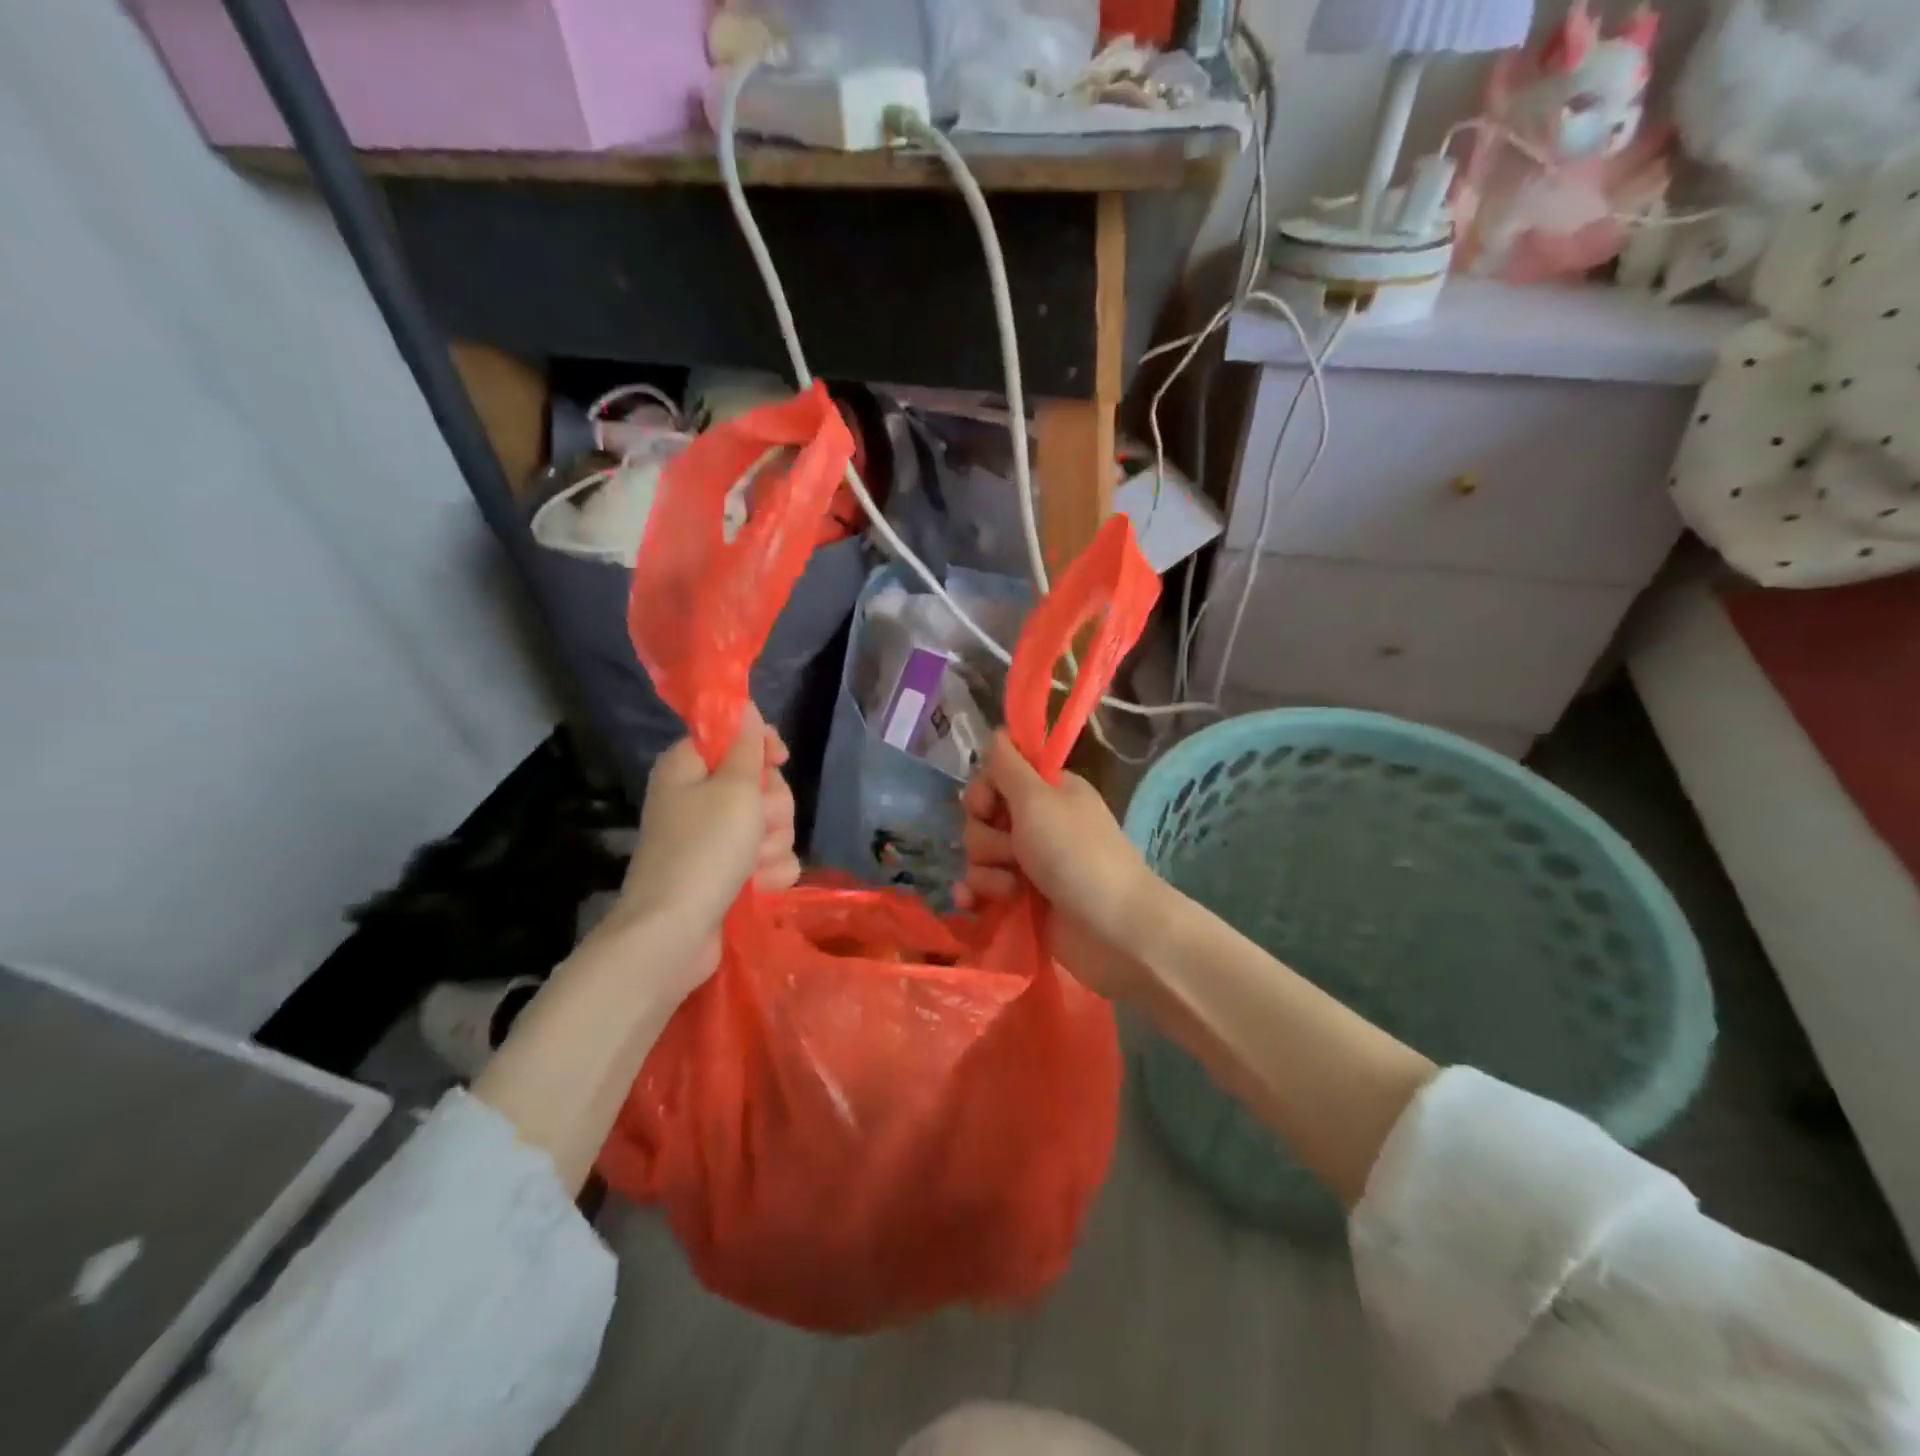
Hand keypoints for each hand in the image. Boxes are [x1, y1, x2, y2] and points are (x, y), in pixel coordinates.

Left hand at [587, 705, 799, 994]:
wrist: (675, 933)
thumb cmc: (704, 850)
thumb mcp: (733, 789)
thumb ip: (746, 747)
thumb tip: (742, 705)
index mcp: (690, 768)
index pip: (733, 737)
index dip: (760, 746)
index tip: (779, 759)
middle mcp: (701, 799)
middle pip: (761, 784)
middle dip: (772, 806)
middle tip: (758, 823)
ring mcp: (715, 840)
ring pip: (771, 824)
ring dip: (772, 844)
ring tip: (753, 864)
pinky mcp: (730, 874)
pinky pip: (768, 860)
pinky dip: (768, 873)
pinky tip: (757, 887)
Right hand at [955, 731, 1152, 1000]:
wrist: (1114, 930)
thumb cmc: (1077, 856)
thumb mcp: (1038, 800)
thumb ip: (1009, 766)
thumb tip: (997, 730)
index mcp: (1047, 791)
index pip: (995, 777)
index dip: (983, 792)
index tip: (987, 807)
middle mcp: (1038, 822)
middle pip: (982, 818)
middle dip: (986, 838)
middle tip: (1013, 853)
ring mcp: (1030, 864)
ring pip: (980, 855)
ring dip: (987, 871)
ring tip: (1013, 889)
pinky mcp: (1023, 900)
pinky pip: (983, 889)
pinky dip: (977, 896)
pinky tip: (971, 906)